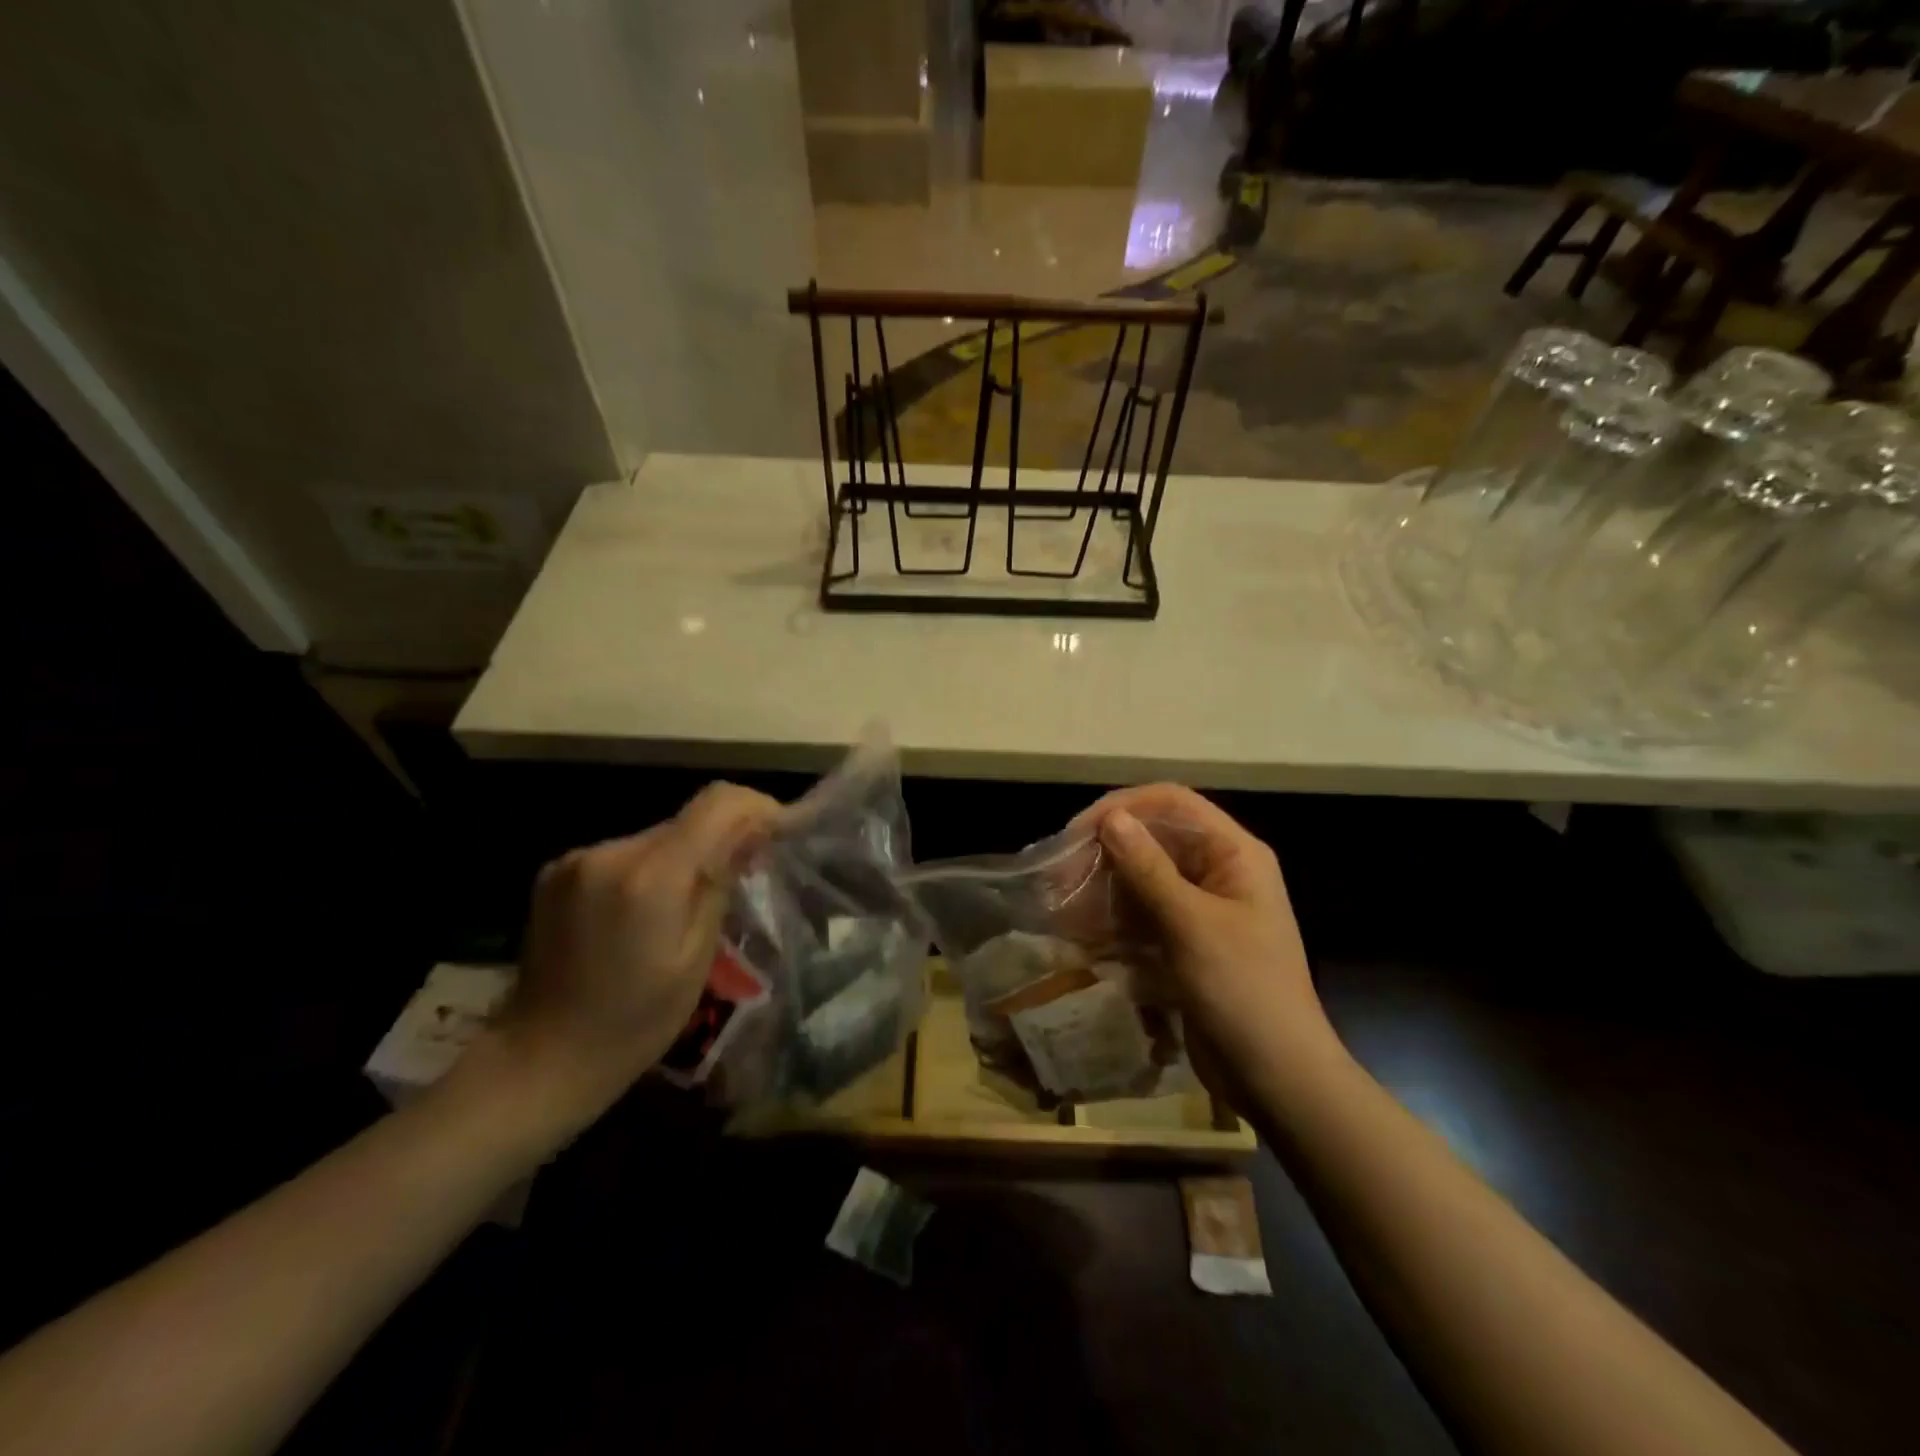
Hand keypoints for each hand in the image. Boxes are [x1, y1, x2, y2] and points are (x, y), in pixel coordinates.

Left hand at [489, 783, 779, 1130]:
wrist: (540, 1058)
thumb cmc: (634, 1023)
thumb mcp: (696, 957)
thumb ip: (721, 883)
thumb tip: (753, 832)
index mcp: (649, 876)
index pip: (717, 804)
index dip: (757, 806)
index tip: (780, 831)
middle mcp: (609, 852)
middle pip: (686, 820)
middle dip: (722, 838)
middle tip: (746, 875)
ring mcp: (577, 859)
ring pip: (657, 836)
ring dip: (685, 855)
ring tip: (693, 904)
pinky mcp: (557, 870)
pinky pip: (625, 852)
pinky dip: (650, 869)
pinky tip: (648, 911)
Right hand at [1072, 785, 1331, 1067]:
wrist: (1278, 1079)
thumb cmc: (1243, 991)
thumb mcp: (1191, 925)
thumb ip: (1149, 868)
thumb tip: (1112, 817)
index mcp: (1234, 854)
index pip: (1172, 803)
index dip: (1123, 807)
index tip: (1077, 832)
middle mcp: (1218, 872)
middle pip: (1154, 840)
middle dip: (1107, 852)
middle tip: (1060, 875)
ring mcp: (1202, 909)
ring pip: (1143, 879)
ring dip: (1104, 888)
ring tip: (1064, 906)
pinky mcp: (1186, 943)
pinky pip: (1143, 916)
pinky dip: (1114, 920)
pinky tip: (1083, 935)